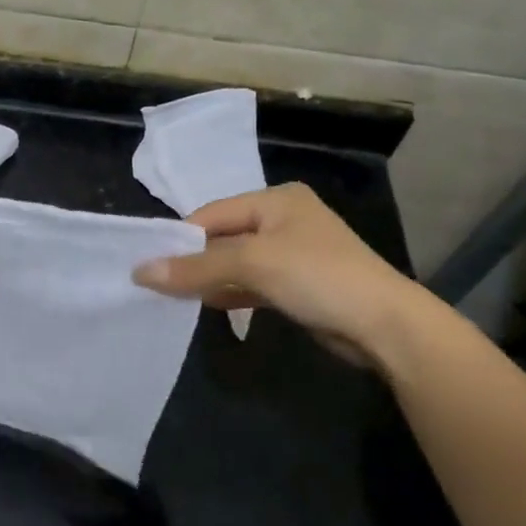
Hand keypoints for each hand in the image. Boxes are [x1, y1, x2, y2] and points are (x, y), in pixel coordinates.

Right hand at [133, 182, 430, 368]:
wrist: (386, 326)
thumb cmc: (318, 277)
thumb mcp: (252, 264)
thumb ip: (195, 268)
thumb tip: (139, 272)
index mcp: (275, 199)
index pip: (212, 214)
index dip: (180, 239)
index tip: (148, 265)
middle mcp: (283, 220)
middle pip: (223, 238)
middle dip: (193, 261)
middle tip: (157, 284)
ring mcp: (292, 254)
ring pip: (236, 263)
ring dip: (210, 280)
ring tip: (174, 298)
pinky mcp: (298, 285)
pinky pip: (252, 284)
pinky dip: (230, 293)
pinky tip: (207, 306)